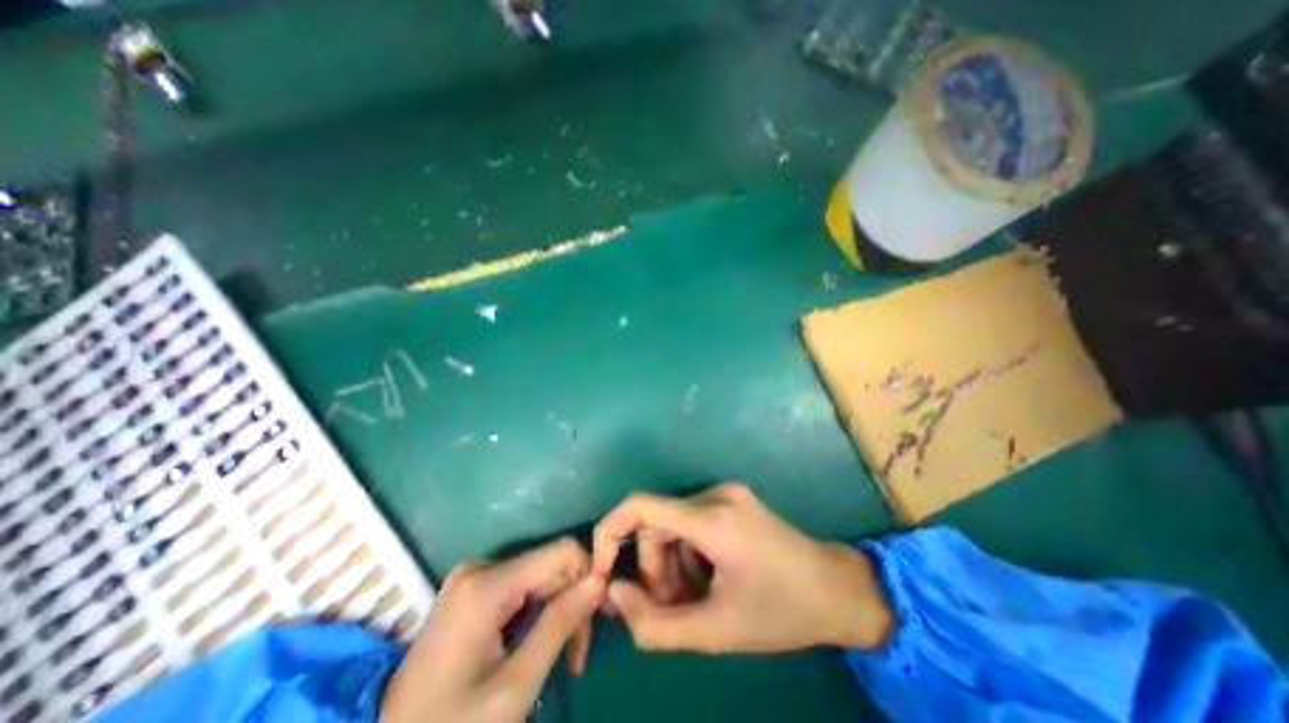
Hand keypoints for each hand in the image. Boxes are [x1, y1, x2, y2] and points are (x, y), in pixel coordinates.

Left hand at [380, 538, 607, 722]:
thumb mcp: (515, 686)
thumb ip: (560, 624)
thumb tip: (600, 580)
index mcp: (487, 585)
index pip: (562, 551)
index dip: (587, 575)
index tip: (595, 619)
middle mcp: (479, 567)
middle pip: (549, 564)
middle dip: (570, 602)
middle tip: (575, 655)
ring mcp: (470, 577)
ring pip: (538, 575)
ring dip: (555, 609)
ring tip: (560, 654)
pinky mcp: (468, 589)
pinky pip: (519, 585)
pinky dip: (536, 610)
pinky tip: (535, 642)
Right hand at [592, 480, 887, 654]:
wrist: (838, 589)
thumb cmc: (782, 613)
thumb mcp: (716, 632)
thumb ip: (655, 624)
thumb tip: (614, 595)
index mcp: (713, 520)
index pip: (640, 506)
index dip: (609, 532)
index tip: (602, 569)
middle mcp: (716, 494)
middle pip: (656, 523)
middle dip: (654, 567)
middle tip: (672, 606)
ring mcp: (727, 492)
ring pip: (672, 524)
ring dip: (672, 563)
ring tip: (695, 597)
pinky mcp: (733, 498)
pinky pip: (691, 521)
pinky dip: (688, 552)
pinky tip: (709, 577)